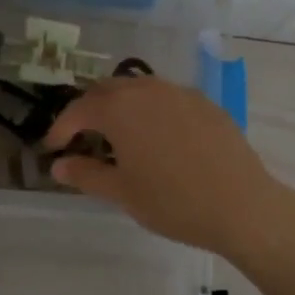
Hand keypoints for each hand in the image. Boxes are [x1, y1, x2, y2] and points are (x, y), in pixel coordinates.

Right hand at [44, 76, 293, 256]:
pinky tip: (156, 137)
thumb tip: (58, 166)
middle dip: (89, 110)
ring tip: (117, 135)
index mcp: (121, 109)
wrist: (242, 205)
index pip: (79, 110)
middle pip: (108, 90)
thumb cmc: (173, 201)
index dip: (61, 128)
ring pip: (140, 89)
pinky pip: (167, 99)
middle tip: (81, 136)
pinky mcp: (206, 104)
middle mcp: (149, 90)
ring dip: (121, 106)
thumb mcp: (122, 192)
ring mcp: (181, 93)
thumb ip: (86, 174)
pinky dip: (151, 111)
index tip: (52, 148)